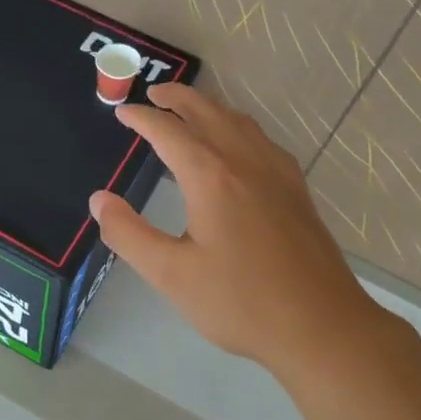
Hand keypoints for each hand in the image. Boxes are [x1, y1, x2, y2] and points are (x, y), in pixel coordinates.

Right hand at [89, 82, 381, 376]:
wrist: (322, 326)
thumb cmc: (240, 302)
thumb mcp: (171, 275)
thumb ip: (128, 234)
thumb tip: (98, 199)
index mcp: (212, 177)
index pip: (169, 132)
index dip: (142, 118)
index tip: (121, 113)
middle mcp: (246, 162)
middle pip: (209, 112)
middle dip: (178, 98)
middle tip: (154, 94)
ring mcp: (278, 174)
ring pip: (240, 122)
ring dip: (210, 107)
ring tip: (190, 110)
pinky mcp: (297, 190)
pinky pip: (261, 140)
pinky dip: (237, 127)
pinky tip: (239, 147)